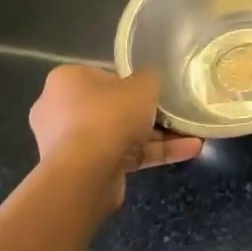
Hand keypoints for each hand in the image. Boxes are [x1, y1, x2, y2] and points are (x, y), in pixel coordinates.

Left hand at [27, 64, 202, 212]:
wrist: (84, 175)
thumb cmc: (109, 116)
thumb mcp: (143, 85)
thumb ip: (149, 78)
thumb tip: (148, 82)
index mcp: (66, 80)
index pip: (103, 75)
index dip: (131, 83)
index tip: (152, 91)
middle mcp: (59, 110)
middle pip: (111, 107)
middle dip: (145, 114)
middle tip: (173, 114)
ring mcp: (68, 144)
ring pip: (119, 135)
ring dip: (156, 137)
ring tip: (192, 136)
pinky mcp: (81, 171)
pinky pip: (121, 156)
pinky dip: (151, 154)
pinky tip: (188, 151)